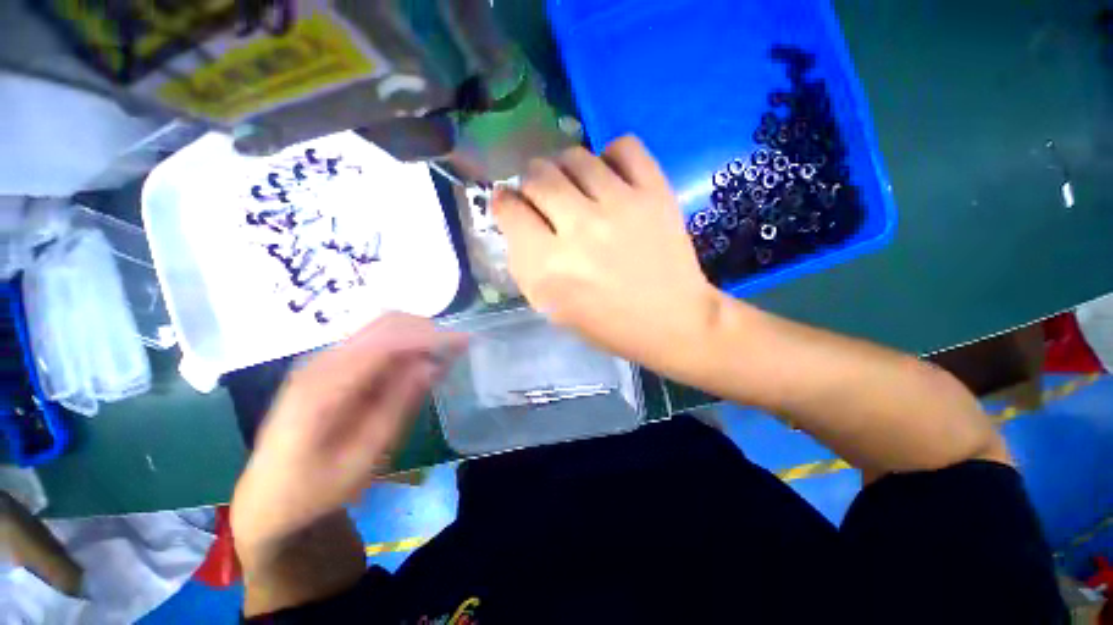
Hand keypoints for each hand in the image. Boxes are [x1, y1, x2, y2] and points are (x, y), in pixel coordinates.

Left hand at [231, 313, 465, 551]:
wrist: (267, 497)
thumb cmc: (314, 488)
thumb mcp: (362, 458)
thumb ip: (397, 406)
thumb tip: (432, 365)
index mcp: (324, 386)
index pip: (387, 342)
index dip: (430, 338)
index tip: (464, 342)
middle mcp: (321, 361)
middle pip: (384, 324)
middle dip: (427, 330)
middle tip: (458, 347)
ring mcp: (323, 360)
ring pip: (381, 328)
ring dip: (417, 335)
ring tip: (444, 354)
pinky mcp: (330, 366)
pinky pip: (375, 343)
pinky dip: (403, 346)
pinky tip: (417, 364)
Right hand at [492, 136, 723, 375]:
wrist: (669, 320)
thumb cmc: (606, 323)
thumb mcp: (550, 307)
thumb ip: (525, 263)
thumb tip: (516, 220)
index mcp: (549, 267)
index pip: (509, 209)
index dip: (505, 203)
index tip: (513, 205)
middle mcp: (580, 229)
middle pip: (538, 175)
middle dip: (531, 182)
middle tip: (542, 195)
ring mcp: (620, 206)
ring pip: (575, 156)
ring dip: (565, 169)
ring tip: (575, 187)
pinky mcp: (655, 193)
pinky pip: (623, 147)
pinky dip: (611, 156)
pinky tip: (610, 178)